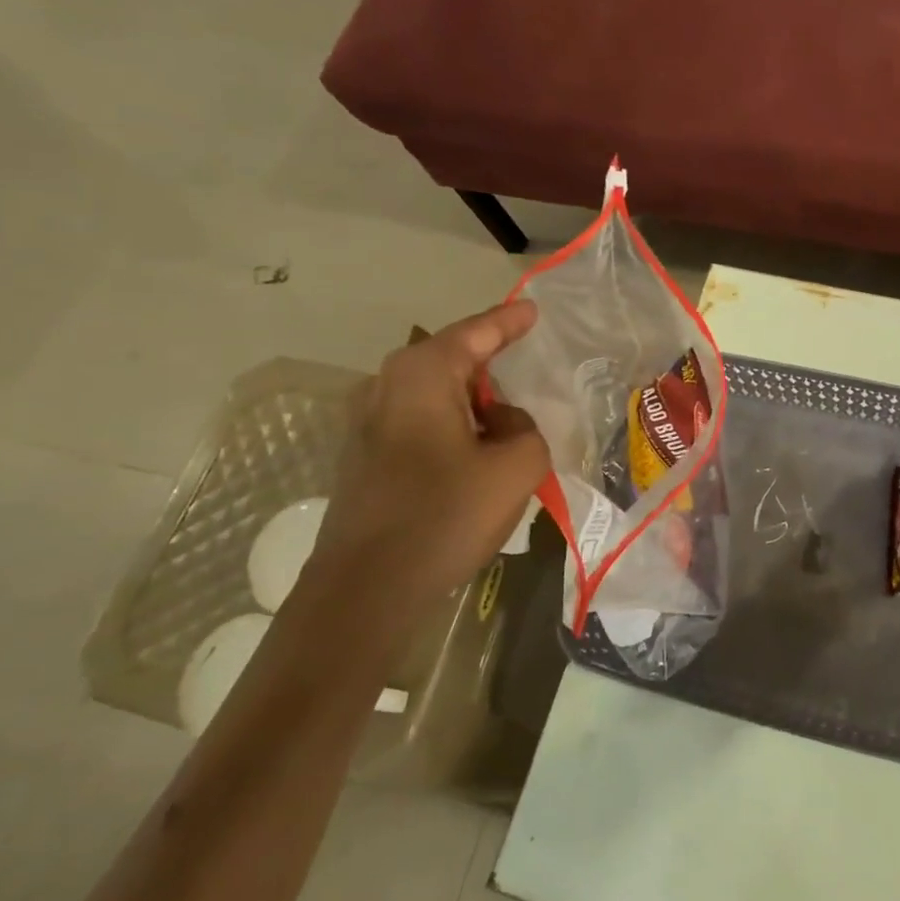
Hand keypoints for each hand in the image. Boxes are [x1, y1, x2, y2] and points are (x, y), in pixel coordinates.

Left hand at [302, 302, 549, 623]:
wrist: (365, 590)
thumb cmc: (445, 515)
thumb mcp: (517, 466)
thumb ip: (527, 429)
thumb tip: (503, 424)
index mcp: (422, 374)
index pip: (476, 332)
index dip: (509, 321)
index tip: (534, 310)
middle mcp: (387, 386)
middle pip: (452, 360)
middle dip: (491, 364)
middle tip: (529, 368)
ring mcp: (368, 423)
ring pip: (436, 395)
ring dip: (474, 404)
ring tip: (510, 422)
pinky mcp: (365, 458)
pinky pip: (422, 423)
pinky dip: (454, 428)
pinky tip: (476, 457)